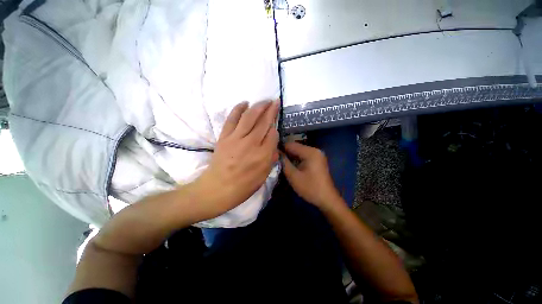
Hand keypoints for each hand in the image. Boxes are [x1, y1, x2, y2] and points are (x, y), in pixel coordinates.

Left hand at [191, 100, 279, 218]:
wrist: (218, 188)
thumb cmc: (243, 186)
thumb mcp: (263, 177)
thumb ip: (271, 159)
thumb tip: (274, 146)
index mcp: (262, 155)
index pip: (273, 135)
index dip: (275, 128)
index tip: (276, 125)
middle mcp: (251, 144)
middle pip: (263, 123)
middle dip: (271, 110)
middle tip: (275, 102)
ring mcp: (236, 138)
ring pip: (249, 117)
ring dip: (259, 106)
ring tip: (265, 100)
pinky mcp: (224, 137)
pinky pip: (232, 119)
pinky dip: (238, 109)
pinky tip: (245, 102)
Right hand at [281, 142, 341, 208]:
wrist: (327, 199)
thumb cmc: (310, 188)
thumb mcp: (293, 176)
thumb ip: (284, 162)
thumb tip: (276, 153)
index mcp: (310, 152)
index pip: (291, 144)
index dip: (280, 148)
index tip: (272, 154)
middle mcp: (314, 150)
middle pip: (295, 147)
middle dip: (285, 153)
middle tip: (276, 160)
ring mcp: (317, 155)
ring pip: (299, 152)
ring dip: (290, 156)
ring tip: (281, 163)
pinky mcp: (317, 160)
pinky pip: (304, 156)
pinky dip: (296, 159)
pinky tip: (291, 165)